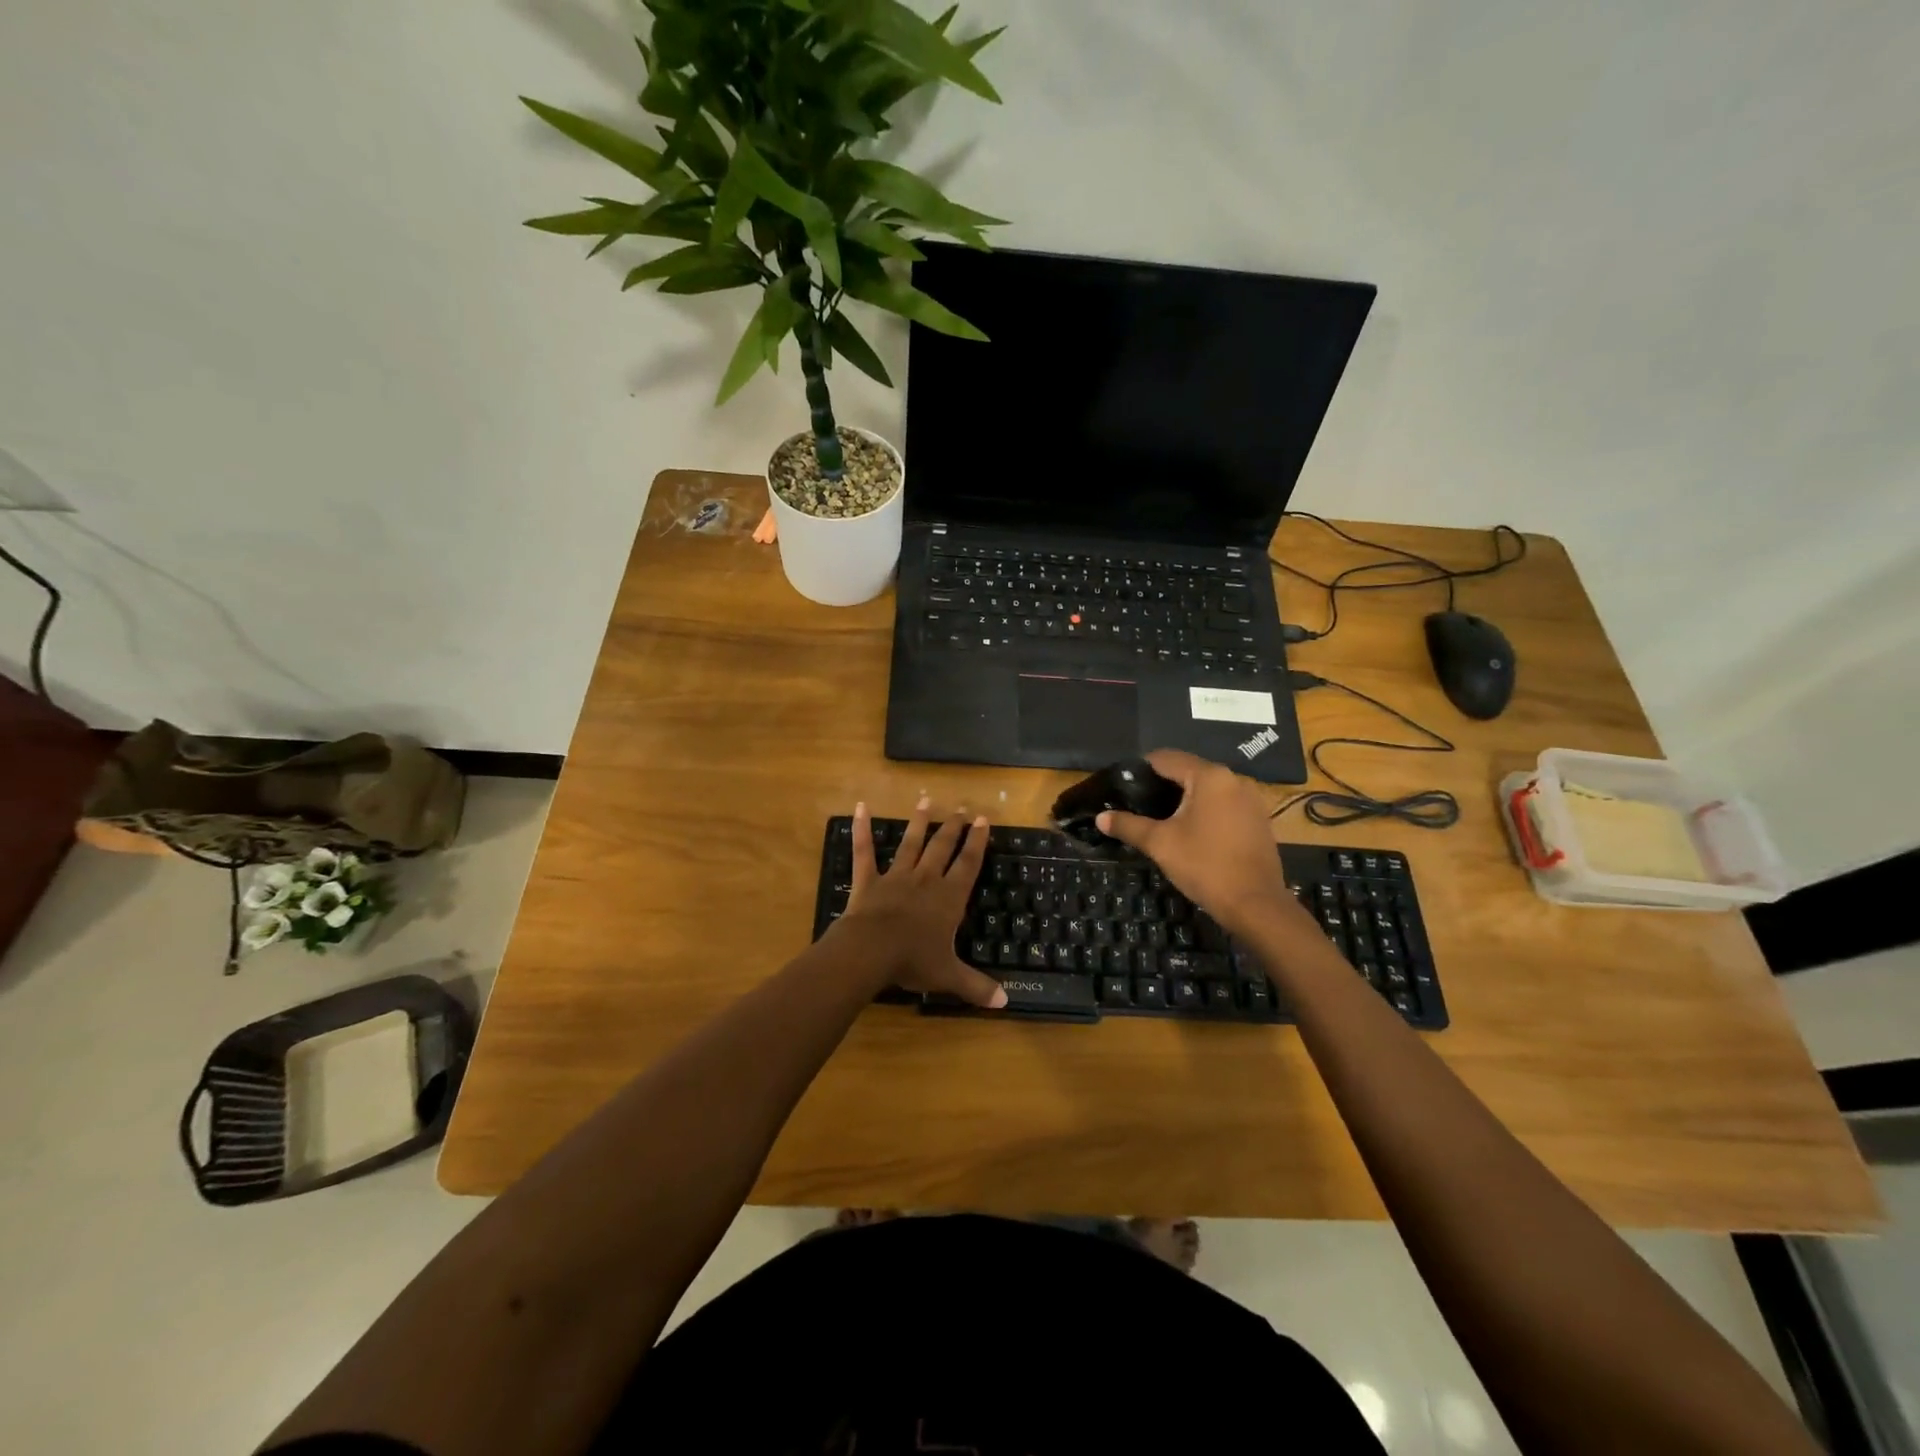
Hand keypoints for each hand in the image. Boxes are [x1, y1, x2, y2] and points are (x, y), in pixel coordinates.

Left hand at [834, 798, 1006, 1009]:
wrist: (871, 951)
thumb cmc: (913, 961)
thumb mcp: (949, 976)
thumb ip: (977, 986)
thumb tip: (1005, 1002)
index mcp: (949, 898)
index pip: (968, 864)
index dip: (977, 842)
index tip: (983, 820)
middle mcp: (925, 880)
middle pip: (943, 848)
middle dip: (953, 828)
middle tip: (961, 809)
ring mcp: (895, 877)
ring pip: (910, 843)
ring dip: (919, 822)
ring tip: (926, 801)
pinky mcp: (868, 880)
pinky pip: (864, 851)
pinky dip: (862, 829)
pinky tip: (861, 807)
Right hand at [1095, 749, 1296, 936]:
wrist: (1256, 905)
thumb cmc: (1205, 866)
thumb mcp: (1160, 844)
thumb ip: (1128, 826)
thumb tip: (1100, 818)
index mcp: (1209, 777)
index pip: (1166, 758)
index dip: (1141, 768)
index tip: (1123, 784)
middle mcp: (1233, 779)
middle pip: (1188, 770)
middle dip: (1162, 784)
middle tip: (1137, 803)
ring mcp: (1250, 799)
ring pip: (1207, 788)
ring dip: (1184, 798)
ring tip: (1160, 817)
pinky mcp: (1258, 819)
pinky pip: (1223, 804)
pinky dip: (1204, 810)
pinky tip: (1191, 830)